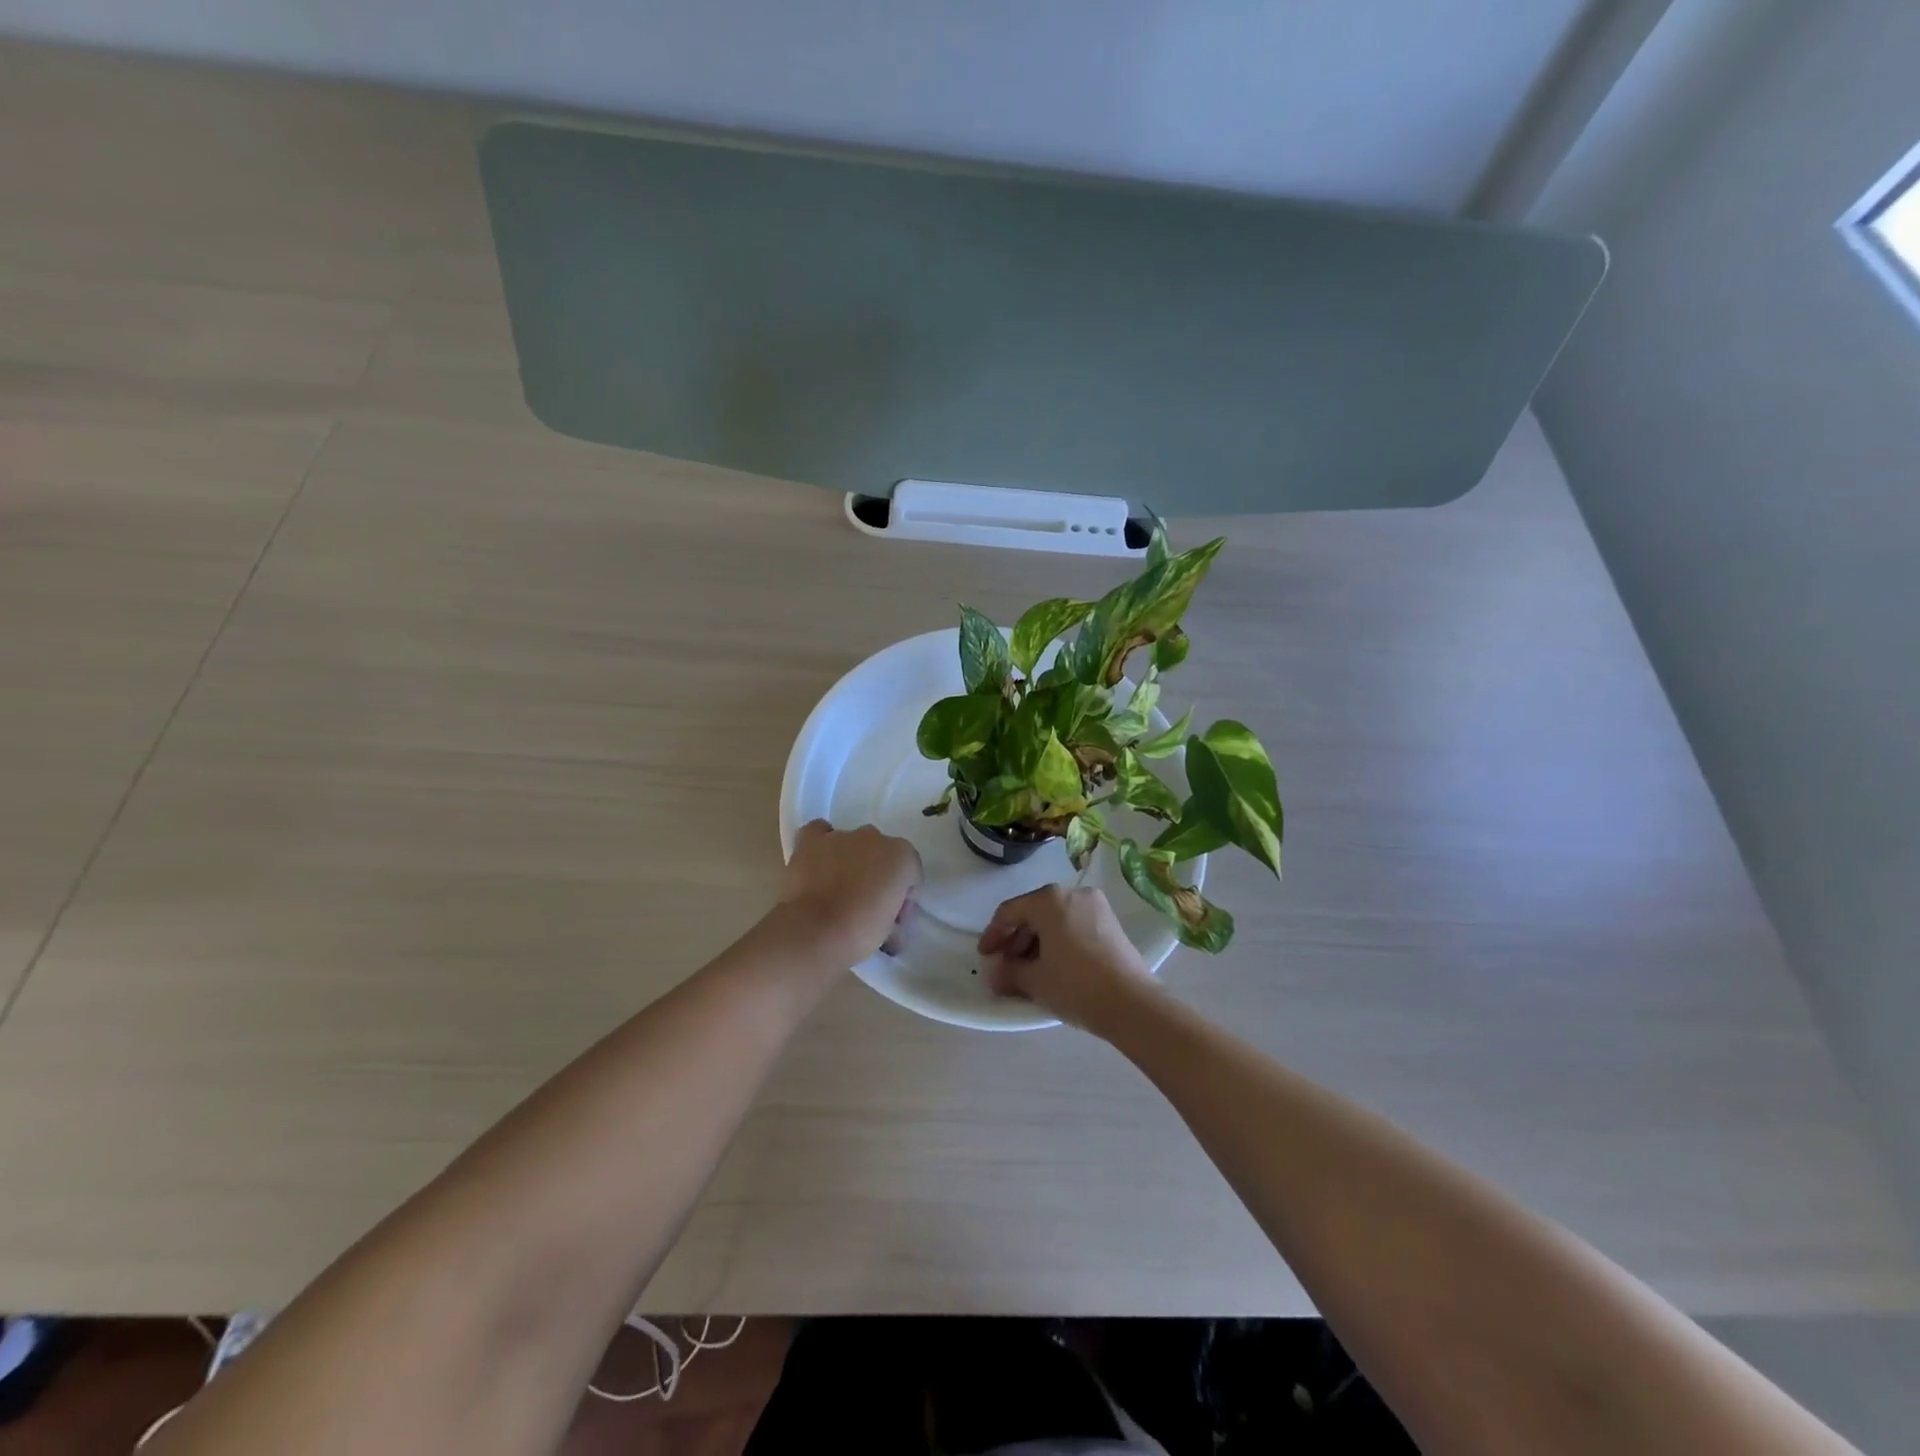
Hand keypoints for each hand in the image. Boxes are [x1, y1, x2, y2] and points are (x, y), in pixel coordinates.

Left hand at [779, 820, 922, 969]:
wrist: (815, 932)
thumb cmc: (860, 934)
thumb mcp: (892, 931)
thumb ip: (895, 917)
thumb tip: (889, 925)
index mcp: (903, 856)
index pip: (910, 876)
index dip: (902, 902)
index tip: (891, 924)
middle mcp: (875, 837)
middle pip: (882, 858)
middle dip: (878, 879)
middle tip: (867, 910)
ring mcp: (841, 836)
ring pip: (853, 845)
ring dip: (851, 864)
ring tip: (838, 894)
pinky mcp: (811, 842)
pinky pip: (819, 832)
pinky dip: (821, 845)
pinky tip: (819, 863)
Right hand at [978, 886, 1152, 1033]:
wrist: (1132, 1003)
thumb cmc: (1076, 985)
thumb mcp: (1035, 980)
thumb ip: (1008, 972)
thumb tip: (995, 974)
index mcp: (1049, 899)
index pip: (1010, 912)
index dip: (993, 934)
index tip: (984, 956)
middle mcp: (1072, 893)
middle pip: (1034, 912)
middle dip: (1016, 939)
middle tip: (1006, 965)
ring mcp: (1095, 906)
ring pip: (1055, 919)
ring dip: (1037, 941)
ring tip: (1028, 970)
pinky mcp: (1111, 922)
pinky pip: (1074, 925)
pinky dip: (1059, 941)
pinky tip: (1053, 966)